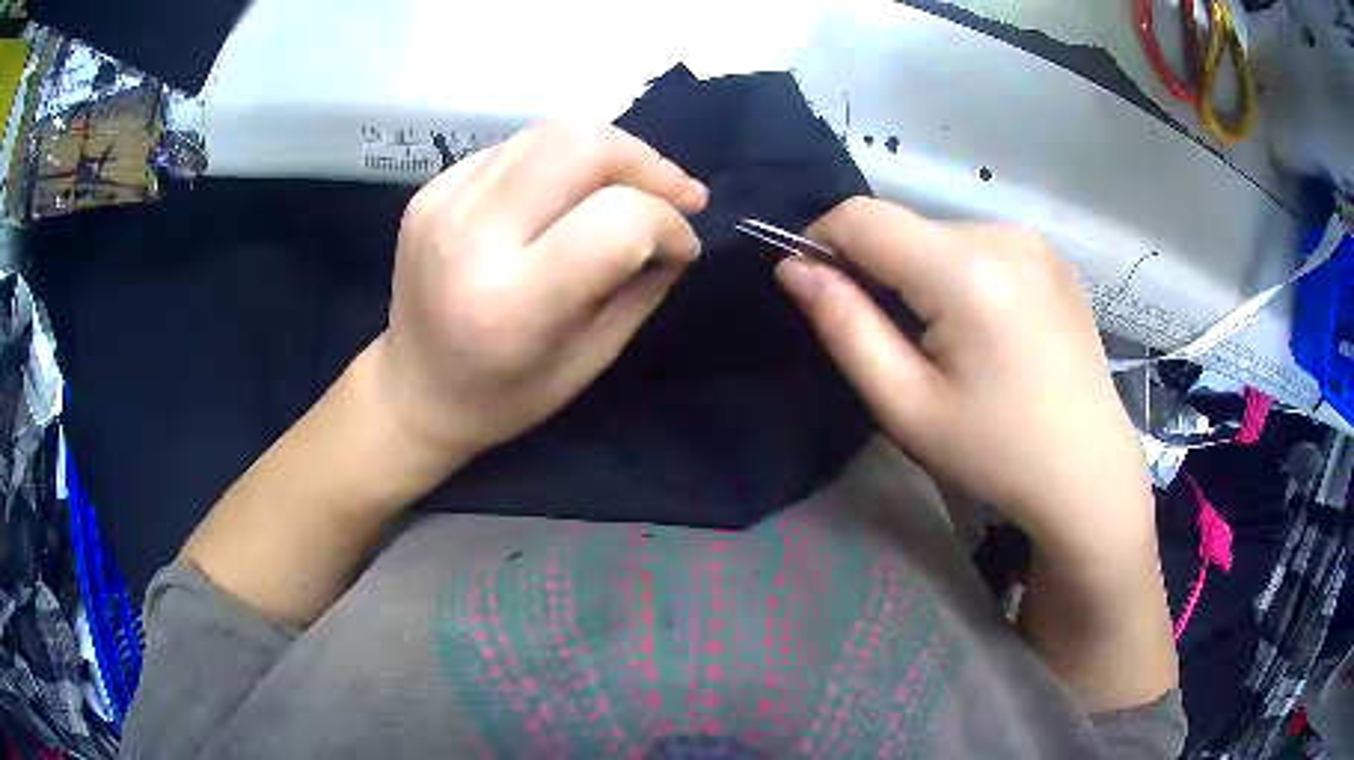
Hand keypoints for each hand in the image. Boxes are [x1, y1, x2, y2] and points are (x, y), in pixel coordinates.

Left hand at [377, 123, 707, 465]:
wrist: (412, 390)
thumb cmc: (504, 396)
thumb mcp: (590, 360)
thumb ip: (641, 287)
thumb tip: (678, 229)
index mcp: (512, 305)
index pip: (617, 222)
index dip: (667, 223)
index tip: (683, 244)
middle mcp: (471, 239)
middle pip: (582, 147)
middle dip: (647, 162)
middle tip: (675, 194)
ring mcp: (442, 204)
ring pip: (551, 131)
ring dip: (611, 151)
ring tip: (633, 185)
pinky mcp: (430, 188)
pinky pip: (517, 146)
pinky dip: (562, 158)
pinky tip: (572, 190)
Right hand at [777, 198, 1152, 557]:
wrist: (1089, 471)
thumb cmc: (997, 452)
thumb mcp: (907, 405)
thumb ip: (845, 327)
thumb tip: (794, 268)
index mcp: (966, 270)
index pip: (861, 216)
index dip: (822, 242)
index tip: (818, 292)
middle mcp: (1002, 233)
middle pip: (904, 227)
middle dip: (878, 270)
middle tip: (894, 343)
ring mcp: (1033, 240)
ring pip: (940, 236)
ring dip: (921, 275)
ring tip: (946, 343)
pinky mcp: (1051, 255)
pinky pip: (980, 246)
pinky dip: (960, 276)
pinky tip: (987, 330)